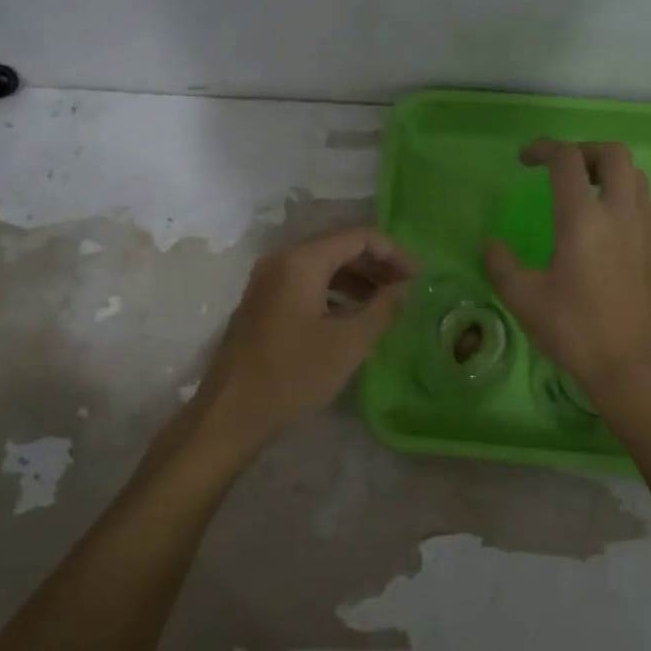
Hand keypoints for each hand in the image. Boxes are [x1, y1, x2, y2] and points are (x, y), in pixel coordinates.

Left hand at [200, 227, 414, 439]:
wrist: (232, 412)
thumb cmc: (295, 374)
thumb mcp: (349, 342)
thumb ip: (383, 308)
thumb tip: (405, 287)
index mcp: (302, 261)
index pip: (357, 237)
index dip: (392, 252)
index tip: (418, 277)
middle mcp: (281, 261)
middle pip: (337, 247)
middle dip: (375, 264)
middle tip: (406, 289)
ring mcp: (266, 282)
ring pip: (321, 266)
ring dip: (356, 279)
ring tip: (385, 304)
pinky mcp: (261, 303)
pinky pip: (304, 284)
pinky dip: (333, 292)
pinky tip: (352, 316)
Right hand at [484, 140, 650, 401]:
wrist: (637, 368)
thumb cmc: (576, 331)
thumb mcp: (524, 299)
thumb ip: (501, 265)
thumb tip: (491, 244)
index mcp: (582, 219)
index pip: (566, 160)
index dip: (543, 149)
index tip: (525, 160)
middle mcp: (621, 213)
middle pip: (614, 153)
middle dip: (585, 151)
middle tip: (563, 169)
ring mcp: (649, 229)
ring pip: (636, 177)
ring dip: (609, 174)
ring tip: (586, 195)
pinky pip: (647, 205)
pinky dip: (627, 200)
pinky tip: (611, 229)